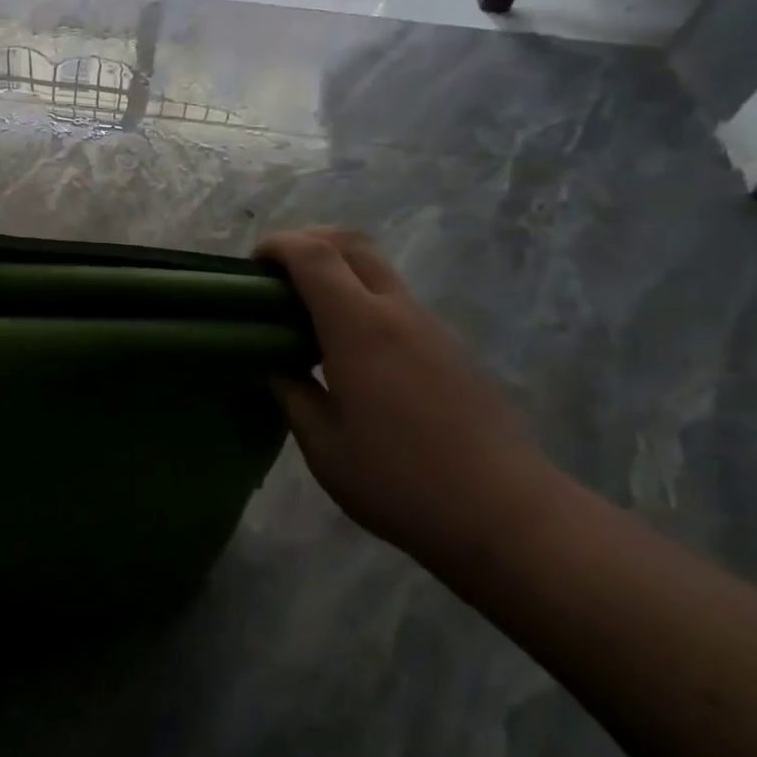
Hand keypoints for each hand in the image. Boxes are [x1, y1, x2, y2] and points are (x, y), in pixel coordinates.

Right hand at [256, 228, 559, 561]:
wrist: (505, 514)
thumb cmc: (399, 482)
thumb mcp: (324, 446)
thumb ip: (292, 394)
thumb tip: (273, 365)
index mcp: (360, 328)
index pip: (314, 255)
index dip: (277, 246)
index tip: (251, 265)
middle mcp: (397, 312)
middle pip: (352, 243)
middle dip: (307, 242)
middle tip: (276, 276)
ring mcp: (430, 327)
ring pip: (378, 269)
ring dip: (337, 270)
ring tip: (307, 314)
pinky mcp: (450, 347)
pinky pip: (397, 300)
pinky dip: (361, 298)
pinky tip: (349, 348)